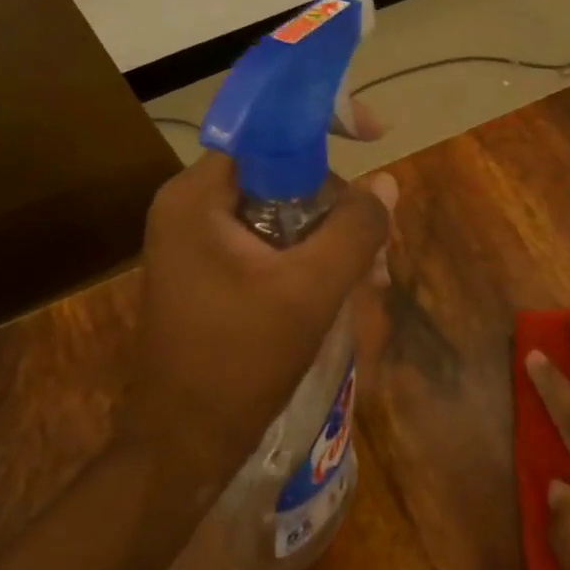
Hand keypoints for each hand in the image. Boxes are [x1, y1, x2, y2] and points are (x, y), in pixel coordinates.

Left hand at [134, 151, 395, 471]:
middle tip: (380, 249)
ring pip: (283, 214)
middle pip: (281, 174)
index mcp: (198, 197)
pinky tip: (349, 290)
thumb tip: (386, 183)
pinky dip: (311, 260)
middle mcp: (192, 209)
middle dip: (338, 205)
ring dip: (333, 238)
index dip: (324, 124)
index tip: (376, 134)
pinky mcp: (213, 274)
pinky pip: (271, 246)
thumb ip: (355, 229)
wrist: (183, 445)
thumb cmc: (239, 361)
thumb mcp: (310, 290)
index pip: (266, 131)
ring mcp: (200, 244)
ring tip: (374, 280)